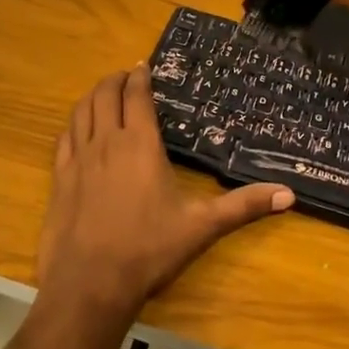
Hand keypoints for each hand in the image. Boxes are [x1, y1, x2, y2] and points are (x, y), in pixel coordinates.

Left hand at [38, 68, 293, 327]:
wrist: (90, 283)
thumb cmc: (148, 250)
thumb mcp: (202, 227)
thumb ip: (243, 206)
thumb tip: (289, 194)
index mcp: (140, 144)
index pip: (136, 96)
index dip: (139, 76)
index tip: (143, 65)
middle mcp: (106, 142)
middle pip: (105, 95)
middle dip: (115, 80)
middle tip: (126, 76)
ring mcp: (77, 159)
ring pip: (81, 111)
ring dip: (93, 96)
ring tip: (103, 94)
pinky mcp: (59, 178)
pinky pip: (64, 138)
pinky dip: (73, 124)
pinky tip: (77, 129)